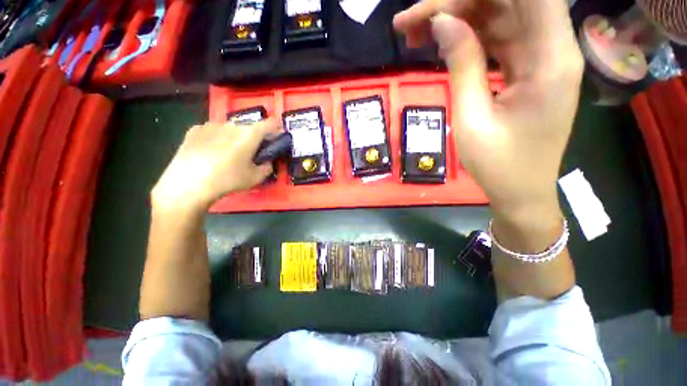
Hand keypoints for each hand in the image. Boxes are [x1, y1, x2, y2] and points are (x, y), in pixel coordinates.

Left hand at [151, 119, 279, 213]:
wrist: (187, 184)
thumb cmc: (227, 180)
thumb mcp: (255, 178)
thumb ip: (267, 167)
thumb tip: (267, 161)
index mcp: (249, 134)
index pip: (271, 123)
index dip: (277, 129)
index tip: (277, 137)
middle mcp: (231, 125)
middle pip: (250, 127)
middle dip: (255, 137)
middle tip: (252, 152)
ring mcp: (211, 125)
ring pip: (231, 129)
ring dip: (236, 137)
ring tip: (229, 154)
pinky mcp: (195, 129)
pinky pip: (213, 131)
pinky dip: (218, 138)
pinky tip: (211, 152)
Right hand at [394, 0, 583, 224]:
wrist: (520, 192)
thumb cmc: (499, 165)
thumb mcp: (472, 119)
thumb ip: (461, 65)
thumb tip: (443, 23)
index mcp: (551, 59)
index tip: (434, 6)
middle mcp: (552, 48)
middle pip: (506, 1)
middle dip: (455, 4)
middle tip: (408, 25)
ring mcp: (539, 58)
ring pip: (498, 18)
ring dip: (456, 20)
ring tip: (413, 35)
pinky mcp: (526, 70)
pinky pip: (496, 40)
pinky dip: (467, 39)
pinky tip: (439, 46)